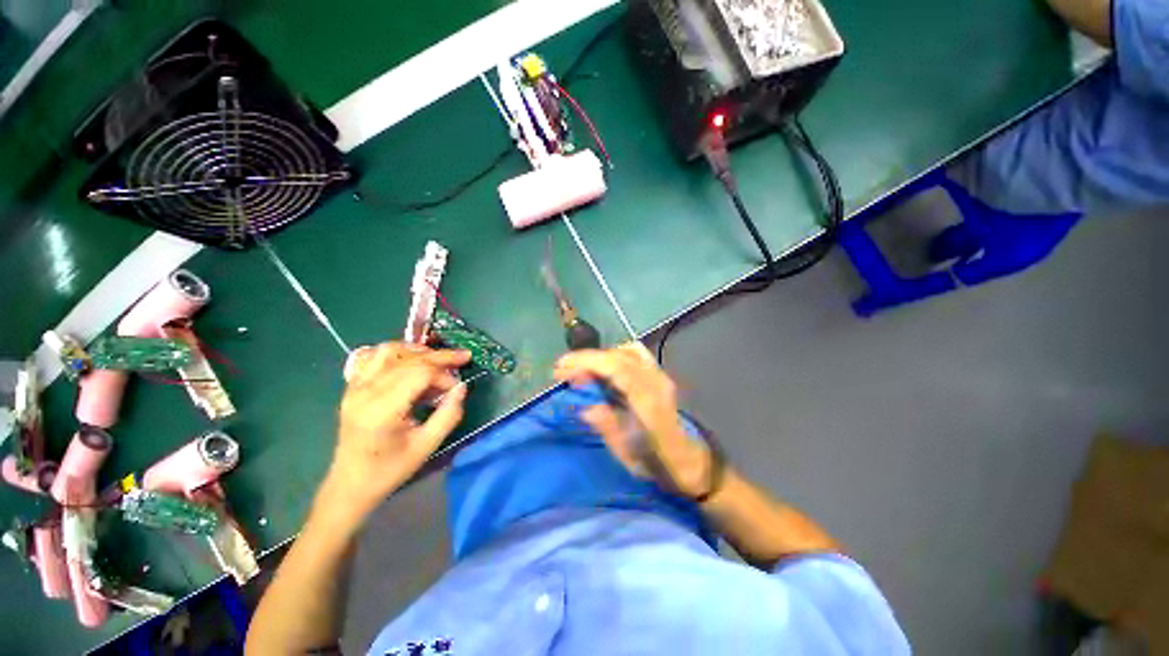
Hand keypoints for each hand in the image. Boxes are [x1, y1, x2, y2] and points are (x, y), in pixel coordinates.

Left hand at [322, 343, 470, 522]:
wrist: (350, 485)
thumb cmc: (390, 470)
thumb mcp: (427, 446)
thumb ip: (448, 414)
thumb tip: (462, 387)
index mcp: (382, 409)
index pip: (419, 373)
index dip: (444, 375)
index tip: (456, 389)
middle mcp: (365, 391)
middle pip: (408, 359)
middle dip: (439, 357)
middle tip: (463, 357)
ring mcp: (355, 387)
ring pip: (388, 351)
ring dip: (417, 351)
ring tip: (437, 359)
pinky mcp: (352, 388)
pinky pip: (372, 358)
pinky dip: (395, 353)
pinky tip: (409, 361)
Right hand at [553, 344, 712, 497]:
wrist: (686, 461)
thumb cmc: (655, 463)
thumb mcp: (627, 454)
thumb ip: (607, 427)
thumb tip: (585, 405)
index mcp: (648, 402)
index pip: (617, 368)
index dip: (588, 362)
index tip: (561, 368)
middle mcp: (656, 382)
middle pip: (619, 356)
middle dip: (587, 359)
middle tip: (563, 372)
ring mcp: (660, 376)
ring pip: (627, 351)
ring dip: (600, 357)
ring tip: (582, 371)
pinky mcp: (659, 375)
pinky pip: (635, 354)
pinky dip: (615, 355)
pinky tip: (604, 369)